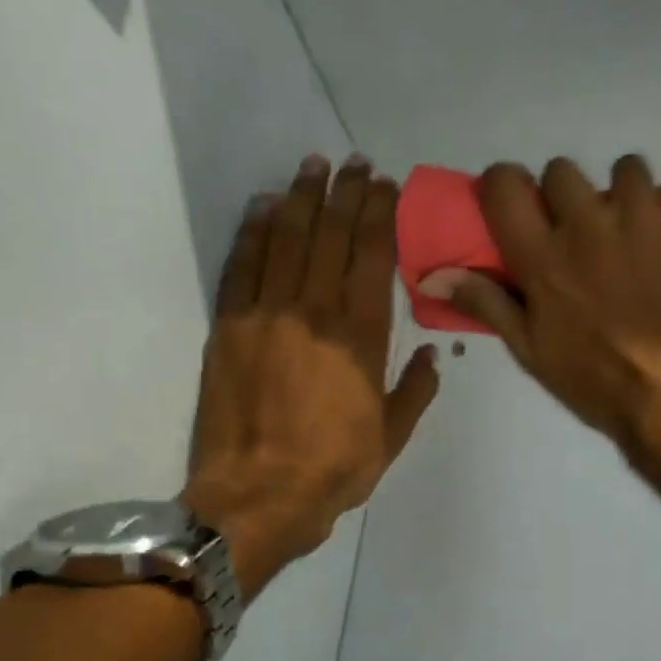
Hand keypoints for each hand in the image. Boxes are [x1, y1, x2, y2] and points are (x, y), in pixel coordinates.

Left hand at [187, 154, 438, 599]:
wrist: (258, 498)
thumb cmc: (334, 471)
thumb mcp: (392, 438)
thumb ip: (415, 391)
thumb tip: (431, 354)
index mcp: (360, 339)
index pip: (371, 258)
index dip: (379, 216)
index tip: (384, 185)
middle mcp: (314, 313)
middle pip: (330, 237)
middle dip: (344, 194)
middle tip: (353, 162)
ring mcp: (266, 316)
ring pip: (285, 240)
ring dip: (300, 198)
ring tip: (312, 166)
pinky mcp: (229, 328)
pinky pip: (242, 266)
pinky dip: (253, 231)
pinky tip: (263, 206)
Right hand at [416, 156, 660, 456]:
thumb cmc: (595, 381)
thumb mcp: (531, 351)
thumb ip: (486, 303)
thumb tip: (433, 276)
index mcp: (542, 256)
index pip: (504, 184)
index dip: (506, 188)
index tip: (518, 209)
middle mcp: (587, 223)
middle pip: (562, 170)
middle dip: (567, 198)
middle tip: (584, 235)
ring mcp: (644, 216)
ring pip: (626, 170)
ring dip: (627, 198)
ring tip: (639, 236)